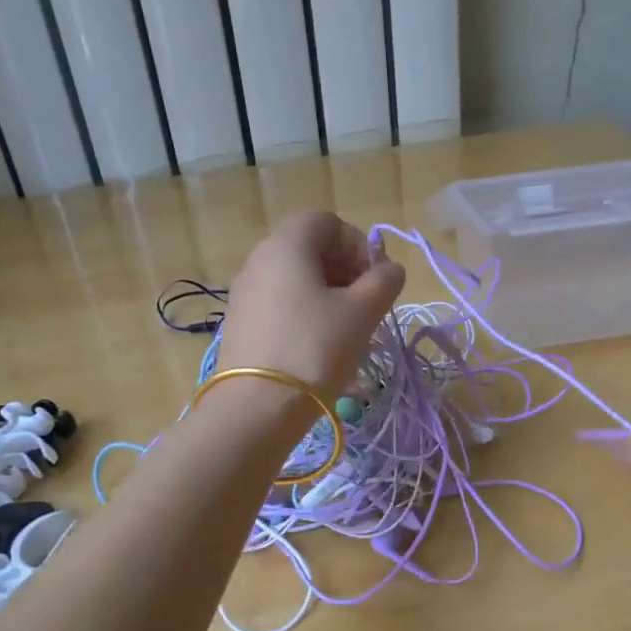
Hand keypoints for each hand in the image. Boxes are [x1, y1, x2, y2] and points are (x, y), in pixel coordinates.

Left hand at [215, 211, 405, 396]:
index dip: (358, 245)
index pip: (327, 222)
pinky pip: (281, 303)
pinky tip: (321, 346)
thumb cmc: (316, 348)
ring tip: (349, 330)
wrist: (256, 408)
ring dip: (329, 294)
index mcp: (287, 245)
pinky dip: (306, 313)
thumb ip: (384, 281)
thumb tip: (389, 269)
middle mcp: (259, 260)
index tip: (375, 280)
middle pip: (310, 249)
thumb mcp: (363, 312)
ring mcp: (245, 293)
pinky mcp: (241, 324)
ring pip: (296, 279)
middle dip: (346, 270)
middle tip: (367, 305)